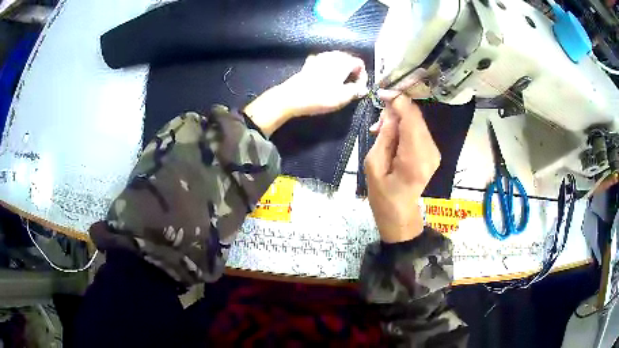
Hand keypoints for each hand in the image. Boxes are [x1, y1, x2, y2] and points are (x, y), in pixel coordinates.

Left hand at [244, 51, 367, 135]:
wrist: (291, 97)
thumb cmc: (320, 97)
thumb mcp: (343, 97)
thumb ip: (356, 91)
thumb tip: (363, 89)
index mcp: (343, 61)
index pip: (360, 64)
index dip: (363, 76)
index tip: (360, 89)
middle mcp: (332, 55)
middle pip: (348, 59)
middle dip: (353, 72)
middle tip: (352, 86)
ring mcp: (319, 57)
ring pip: (335, 59)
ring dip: (341, 69)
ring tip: (340, 83)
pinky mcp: (308, 64)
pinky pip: (323, 62)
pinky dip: (328, 67)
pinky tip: (326, 77)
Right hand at [364, 91, 440, 242]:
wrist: (400, 214)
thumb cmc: (383, 195)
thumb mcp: (373, 166)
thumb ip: (383, 136)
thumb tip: (390, 114)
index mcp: (415, 157)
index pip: (411, 117)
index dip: (397, 101)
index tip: (381, 93)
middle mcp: (430, 151)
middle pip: (416, 116)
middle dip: (396, 110)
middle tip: (378, 120)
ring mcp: (434, 151)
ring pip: (417, 121)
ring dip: (399, 119)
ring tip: (381, 131)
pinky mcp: (433, 152)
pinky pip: (419, 130)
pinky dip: (405, 127)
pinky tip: (392, 137)